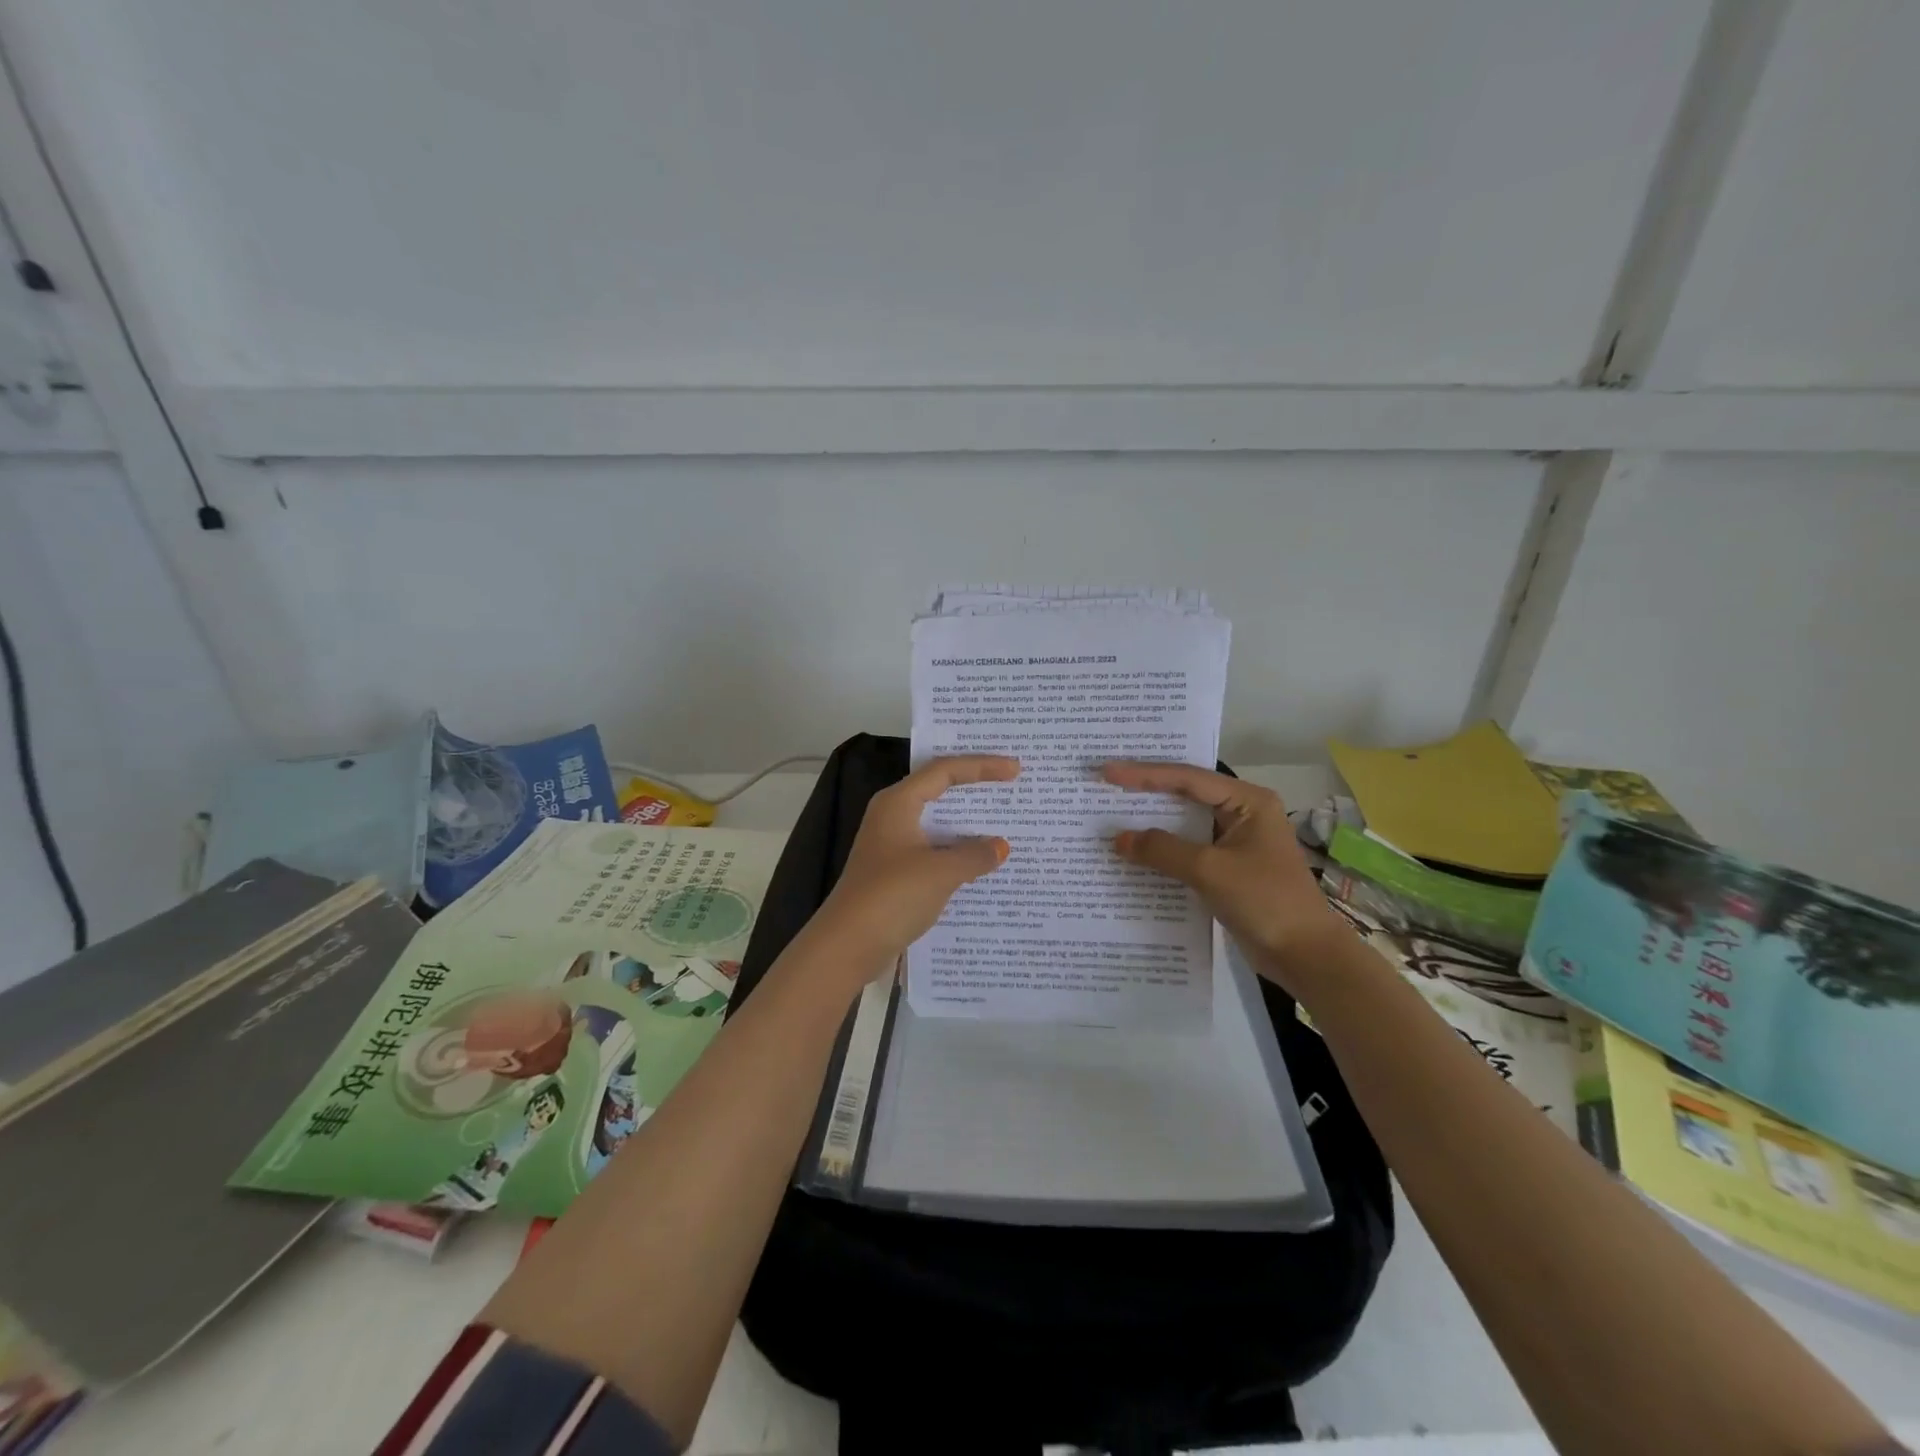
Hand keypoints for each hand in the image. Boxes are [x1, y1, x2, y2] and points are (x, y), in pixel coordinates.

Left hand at [811, 755, 1018, 978]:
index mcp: (898, 803)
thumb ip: (974, 855)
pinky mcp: (895, 873)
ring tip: (1005, 823)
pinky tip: (982, 864)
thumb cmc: (891, 896)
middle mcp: (892, 817)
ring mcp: (892, 846)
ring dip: (968, 825)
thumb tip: (1000, 846)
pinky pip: (934, 851)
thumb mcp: (940, 872)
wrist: (846, 946)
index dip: (981, 766)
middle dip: (975, 788)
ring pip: (938, 824)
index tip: (1015, 769)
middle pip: (939, 791)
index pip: (944, 771)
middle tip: (1011, 785)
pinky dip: (958, 852)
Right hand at [1102, 761, 1351, 990]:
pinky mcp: (1227, 868)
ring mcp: (1235, 842)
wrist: (1305, 956)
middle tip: (1106, 783)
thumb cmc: (1265, 901)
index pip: (1188, 778)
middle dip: (1146, 791)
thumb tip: (1118, 839)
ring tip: (1112, 813)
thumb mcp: (1210, 870)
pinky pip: (1187, 850)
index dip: (1144, 774)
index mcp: (1248, 801)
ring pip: (1184, 824)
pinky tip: (1135, 852)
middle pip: (1185, 794)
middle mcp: (1242, 813)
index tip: (1107, 772)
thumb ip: (1162, 850)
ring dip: (1152, 823)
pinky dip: (1162, 850)